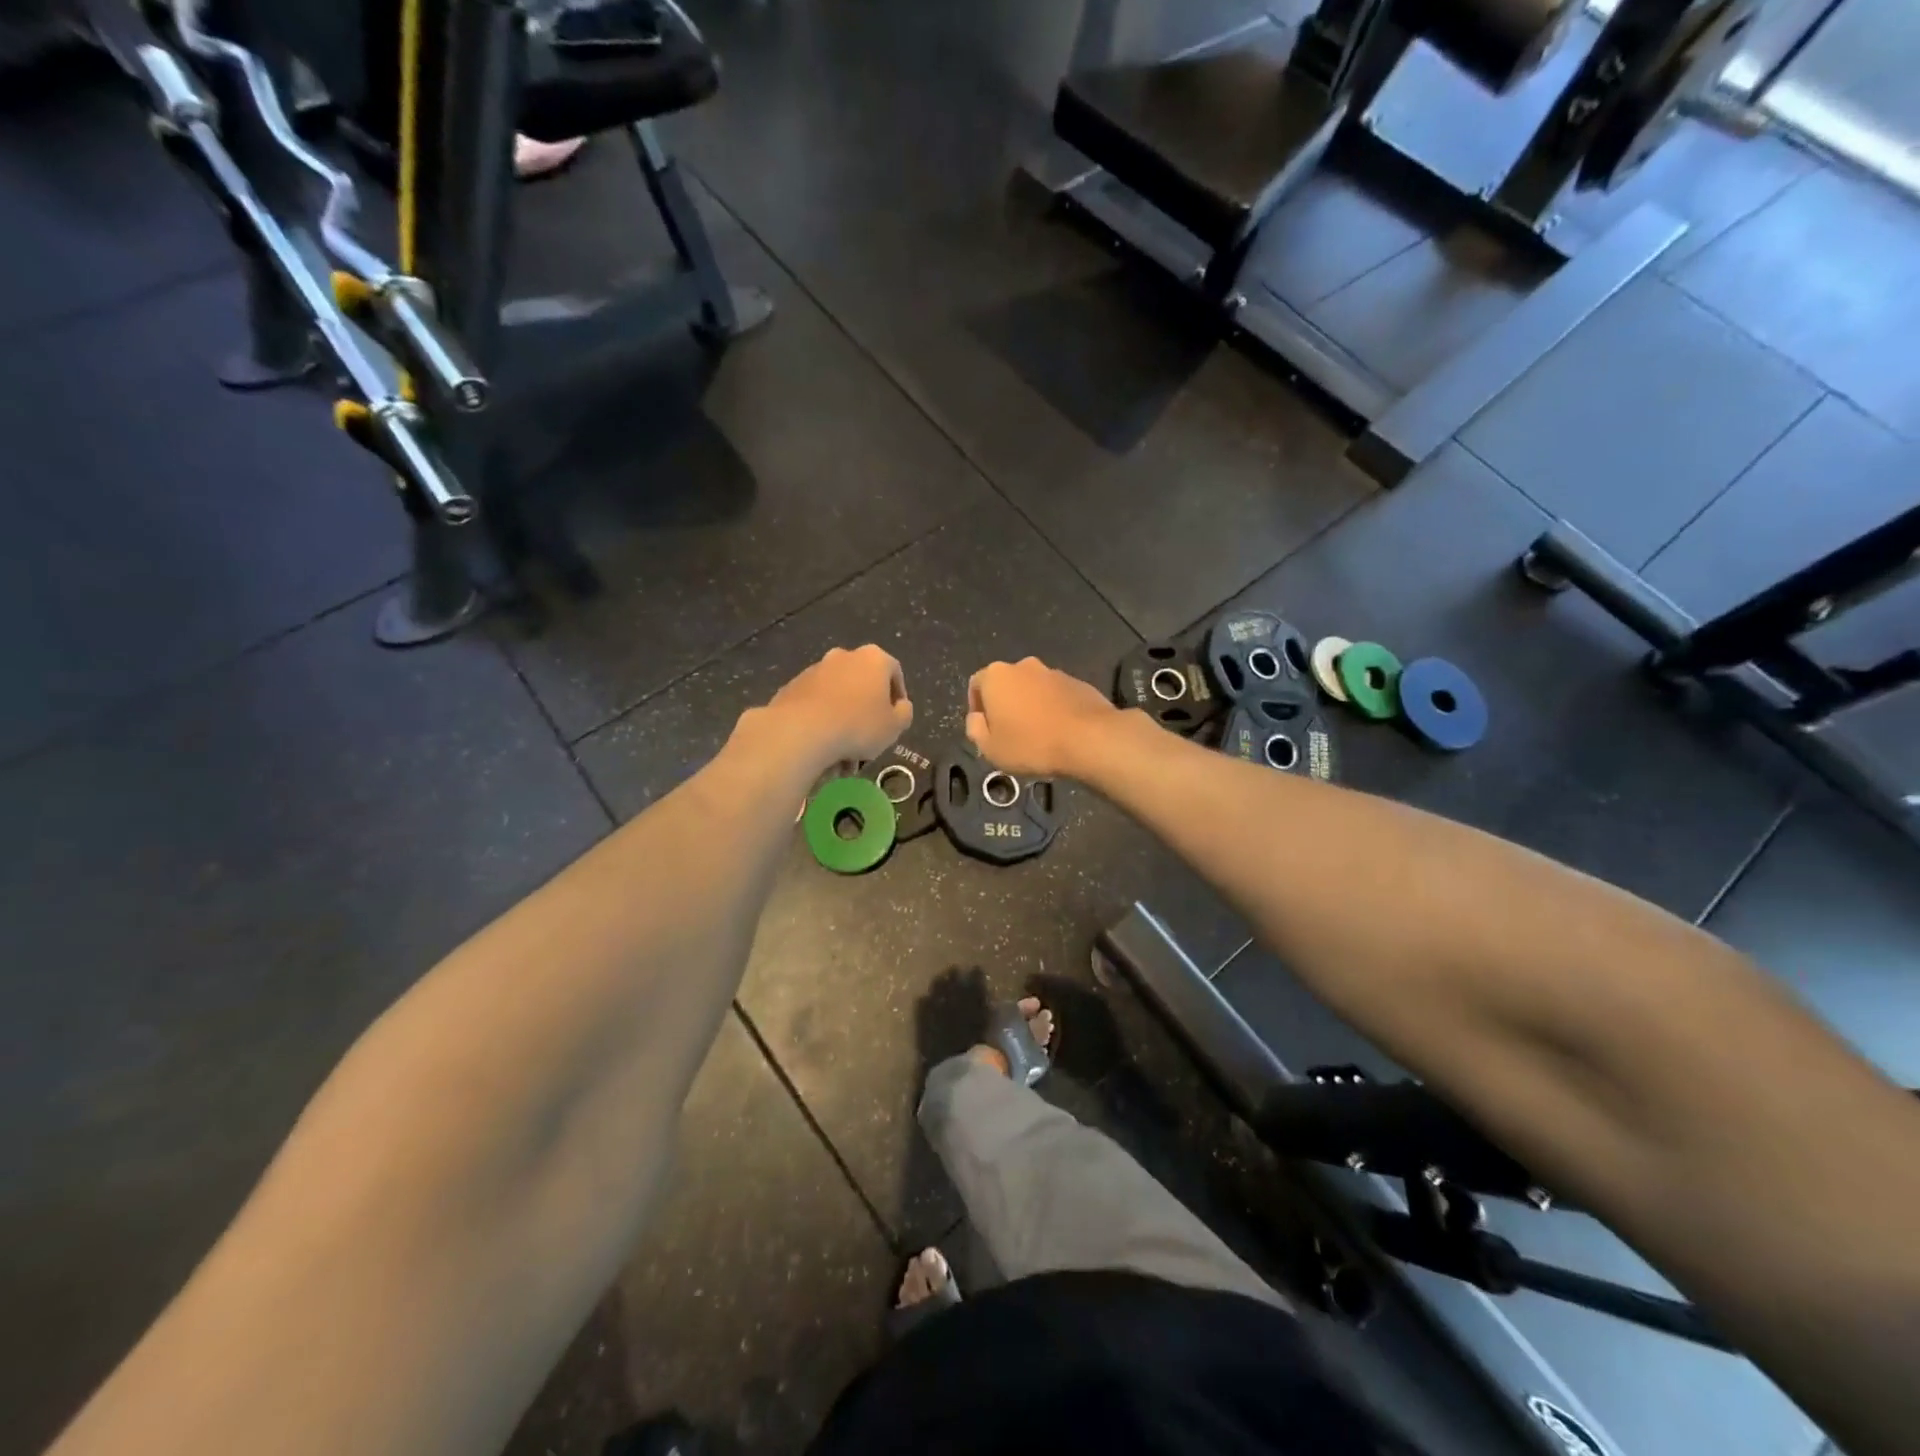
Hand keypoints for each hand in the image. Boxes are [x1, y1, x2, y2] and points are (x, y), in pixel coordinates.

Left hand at [763, 645, 912, 766]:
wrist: (801, 731)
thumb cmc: (858, 726)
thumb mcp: (895, 726)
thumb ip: (904, 713)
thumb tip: (900, 706)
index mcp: (873, 659)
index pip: (894, 671)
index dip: (898, 696)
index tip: (895, 718)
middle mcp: (843, 656)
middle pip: (862, 681)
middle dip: (866, 706)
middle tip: (869, 734)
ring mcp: (814, 670)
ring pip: (837, 694)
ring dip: (843, 716)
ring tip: (843, 749)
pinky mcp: (792, 687)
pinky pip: (815, 703)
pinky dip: (821, 719)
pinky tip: (822, 744)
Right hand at [966, 657, 1117, 777]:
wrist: (1089, 739)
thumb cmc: (1031, 744)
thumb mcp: (990, 748)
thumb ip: (975, 729)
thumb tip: (977, 718)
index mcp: (996, 676)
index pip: (976, 685)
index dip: (977, 707)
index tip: (986, 729)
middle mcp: (1023, 666)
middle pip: (1006, 684)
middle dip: (1005, 705)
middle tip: (1010, 733)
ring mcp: (1053, 672)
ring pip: (1033, 689)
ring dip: (1030, 706)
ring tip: (1038, 735)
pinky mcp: (1077, 683)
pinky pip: (1056, 695)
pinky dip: (1053, 708)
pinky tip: (1059, 732)